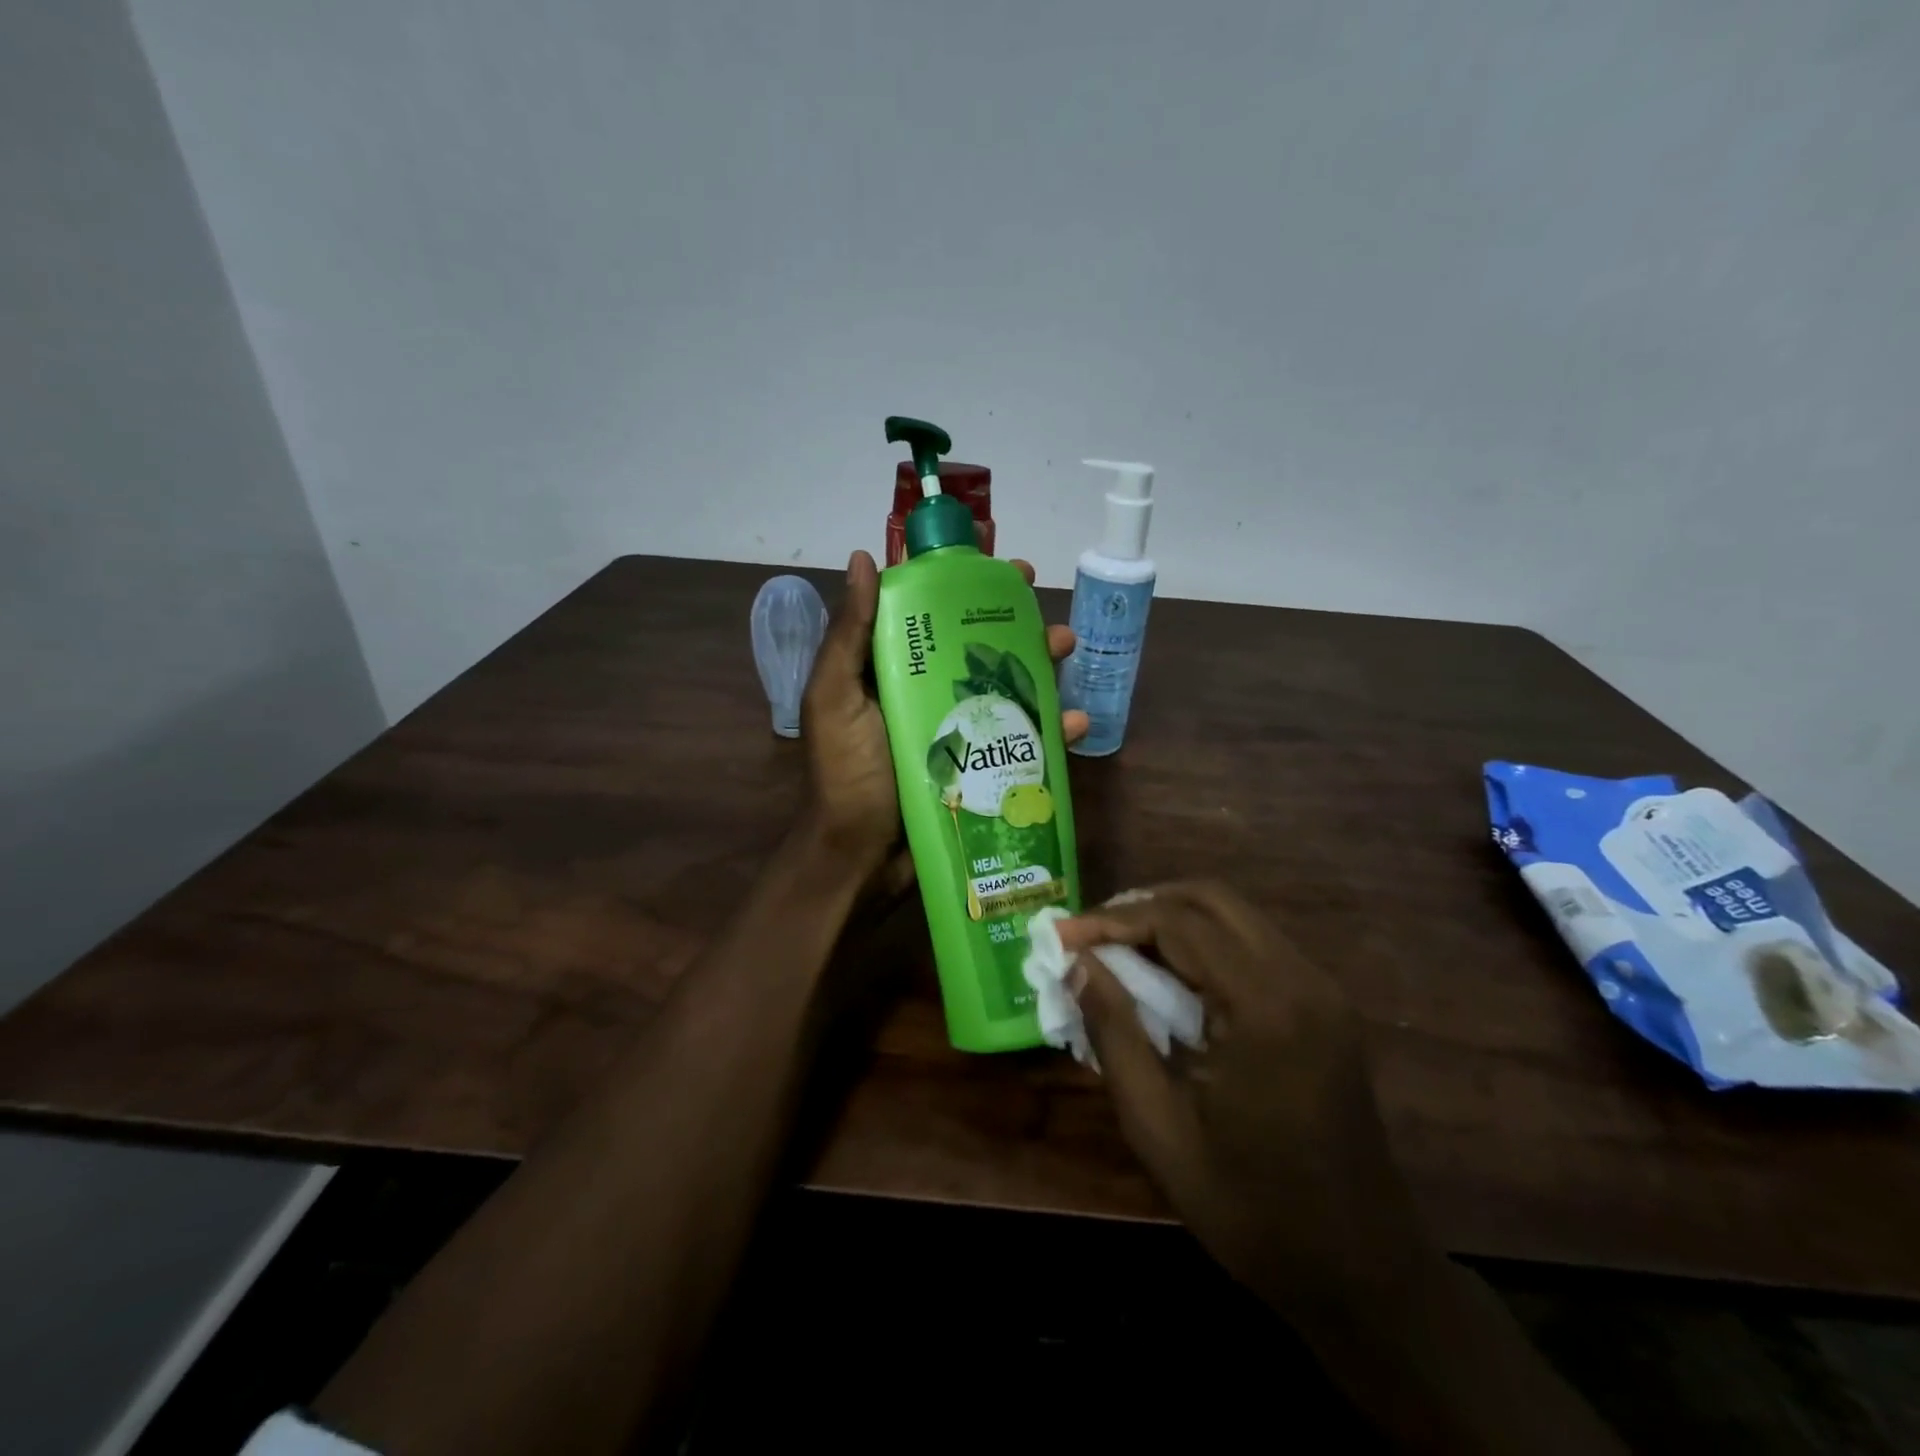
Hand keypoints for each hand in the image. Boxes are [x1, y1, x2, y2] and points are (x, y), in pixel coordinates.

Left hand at [800, 550, 1086, 881]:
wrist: (860, 858)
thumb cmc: (846, 774)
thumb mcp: (835, 699)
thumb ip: (849, 634)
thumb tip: (864, 559)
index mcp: (891, 670)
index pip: (933, 613)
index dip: (968, 588)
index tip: (1004, 571)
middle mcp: (927, 693)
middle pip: (980, 649)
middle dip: (1018, 626)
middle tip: (1047, 613)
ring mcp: (957, 731)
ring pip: (1008, 688)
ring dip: (1042, 667)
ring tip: (1068, 650)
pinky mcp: (980, 767)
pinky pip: (1021, 740)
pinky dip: (1051, 730)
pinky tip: (1075, 722)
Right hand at [1057, 882, 1433, 1320]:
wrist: (1362, 1274)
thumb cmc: (1250, 1209)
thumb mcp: (1158, 1128)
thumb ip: (1114, 1033)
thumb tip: (1077, 964)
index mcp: (1265, 1007)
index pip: (1178, 923)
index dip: (1111, 920)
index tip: (1061, 936)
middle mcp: (1302, 979)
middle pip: (1212, 898)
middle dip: (1143, 905)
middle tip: (1091, 935)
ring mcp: (1323, 990)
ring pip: (1236, 916)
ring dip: (1174, 920)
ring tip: (1119, 950)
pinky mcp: (1328, 1007)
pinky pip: (1256, 946)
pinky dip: (1205, 944)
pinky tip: (1171, 976)